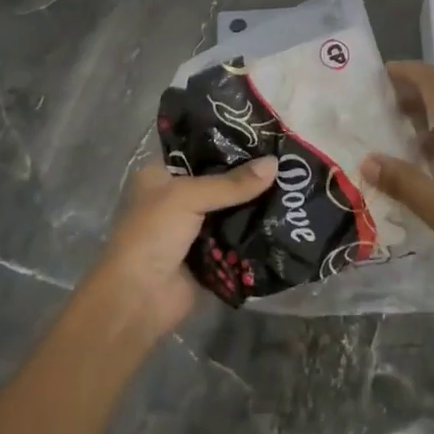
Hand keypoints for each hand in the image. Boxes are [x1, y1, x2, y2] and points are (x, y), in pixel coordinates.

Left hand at [85, 157, 277, 338]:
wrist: (139, 299)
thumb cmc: (153, 234)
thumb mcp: (188, 197)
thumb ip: (232, 183)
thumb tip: (275, 163)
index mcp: (160, 174)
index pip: (198, 149)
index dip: (228, 142)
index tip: (264, 133)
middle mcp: (176, 198)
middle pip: (219, 180)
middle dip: (248, 174)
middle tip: (286, 160)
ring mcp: (193, 228)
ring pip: (231, 209)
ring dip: (255, 203)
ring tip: (294, 184)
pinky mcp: (209, 255)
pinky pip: (237, 237)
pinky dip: (255, 232)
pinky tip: (286, 218)